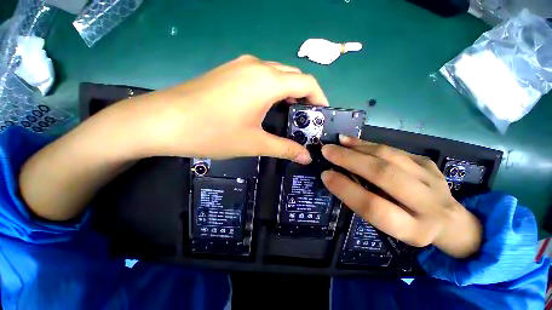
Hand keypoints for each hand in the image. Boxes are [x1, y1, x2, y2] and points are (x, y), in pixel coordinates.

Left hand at [20, 55, 327, 220]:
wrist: (164, 121)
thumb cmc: (214, 132)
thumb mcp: (255, 142)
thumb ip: (284, 148)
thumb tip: (305, 158)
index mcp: (267, 81)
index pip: (307, 82)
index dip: (319, 97)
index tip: (321, 114)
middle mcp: (257, 66)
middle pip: (293, 76)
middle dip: (304, 95)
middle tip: (305, 117)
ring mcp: (240, 65)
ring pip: (276, 74)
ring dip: (287, 91)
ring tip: (289, 113)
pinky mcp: (229, 71)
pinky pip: (260, 75)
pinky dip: (272, 88)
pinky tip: (266, 105)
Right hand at [320, 135, 481, 257]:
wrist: (450, 221)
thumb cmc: (410, 226)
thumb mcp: (389, 227)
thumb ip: (366, 203)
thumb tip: (337, 177)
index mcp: (413, 229)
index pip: (374, 207)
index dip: (346, 189)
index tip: (325, 175)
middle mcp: (428, 203)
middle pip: (385, 175)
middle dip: (350, 160)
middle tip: (327, 151)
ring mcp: (432, 178)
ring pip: (390, 156)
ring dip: (358, 148)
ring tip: (338, 142)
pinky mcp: (428, 162)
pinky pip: (393, 149)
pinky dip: (369, 144)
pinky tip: (353, 141)